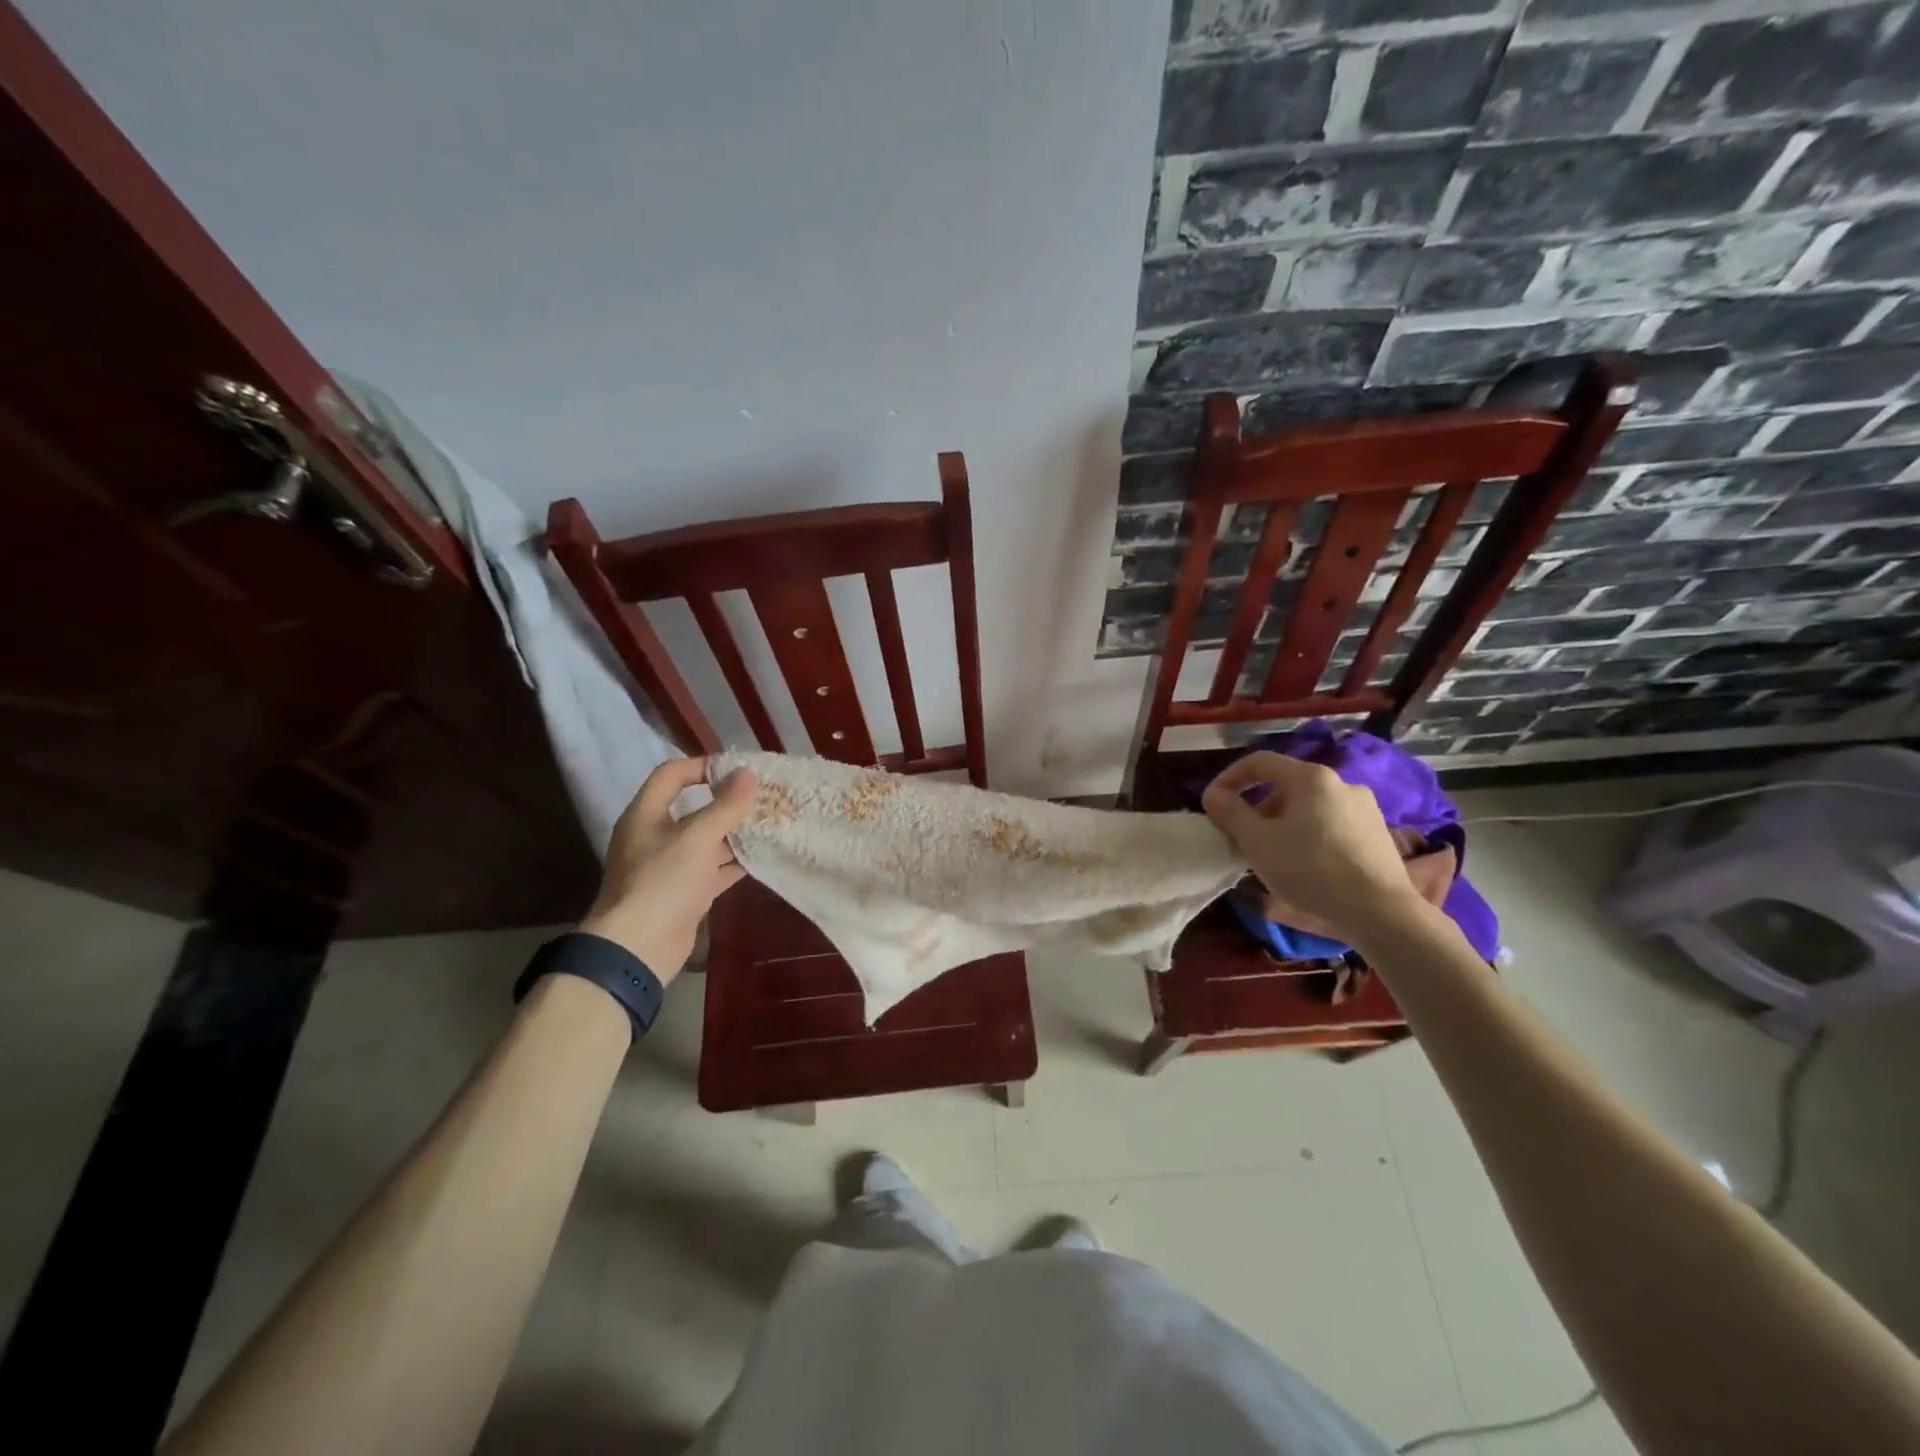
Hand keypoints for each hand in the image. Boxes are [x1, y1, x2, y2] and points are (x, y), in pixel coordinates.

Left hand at [576, 758, 756, 981]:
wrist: (638, 948)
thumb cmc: (662, 882)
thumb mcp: (697, 838)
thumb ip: (725, 805)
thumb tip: (748, 773)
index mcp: (646, 814)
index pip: (672, 775)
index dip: (703, 766)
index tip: (738, 770)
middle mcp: (656, 836)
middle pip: (693, 807)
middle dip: (728, 801)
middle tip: (763, 796)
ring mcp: (670, 866)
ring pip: (707, 840)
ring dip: (736, 832)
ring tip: (771, 822)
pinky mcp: (685, 892)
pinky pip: (714, 868)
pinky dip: (735, 862)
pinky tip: (763, 856)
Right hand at [1201, 751, 1428, 946]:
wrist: (1381, 911)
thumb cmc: (1311, 869)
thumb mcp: (1257, 842)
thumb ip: (1230, 813)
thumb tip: (1213, 794)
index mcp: (1311, 778)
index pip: (1260, 762)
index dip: (1230, 778)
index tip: (1213, 804)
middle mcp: (1342, 783)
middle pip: (1286, 786)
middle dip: (1257, 808)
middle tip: (1241, 839)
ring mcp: (1365, 809)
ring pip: (1309, 808)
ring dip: (1282, 825)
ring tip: (1271, 857)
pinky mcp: (1378, 835)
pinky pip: (1331, 826)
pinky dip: (1309, 837)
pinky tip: (1305, 867)